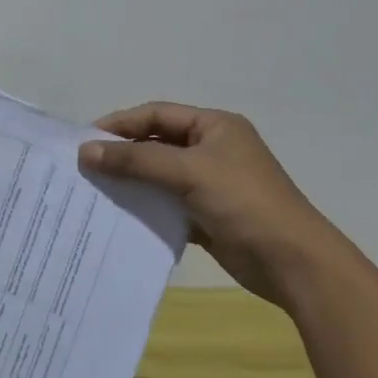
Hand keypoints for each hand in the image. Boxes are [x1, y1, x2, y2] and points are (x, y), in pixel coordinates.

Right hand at [78, 103, 354, 309]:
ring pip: (160, 175)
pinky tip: (120, 215)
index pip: (157, 115)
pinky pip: (168, 203)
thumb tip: (86, 151)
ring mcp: (211, 183)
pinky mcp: (208, 215)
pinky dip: (146, 206)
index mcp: (215, 126)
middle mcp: (212, 149)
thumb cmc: (244, 203)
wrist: (293, 263)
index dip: (120, 124)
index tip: (84, 140)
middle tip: (84, 166)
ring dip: (132, 181)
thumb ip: (136, 160)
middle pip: (157, 143)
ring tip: (95, 190)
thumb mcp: (189, 173)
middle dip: (123, 153)